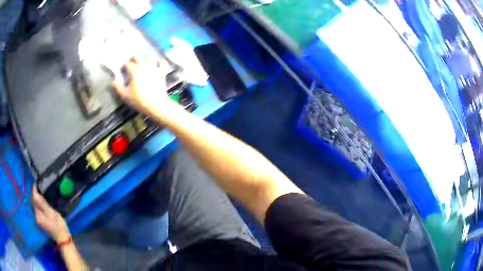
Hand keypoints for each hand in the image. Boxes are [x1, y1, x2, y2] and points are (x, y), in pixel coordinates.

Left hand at [32, 188, 70, 243]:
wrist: (64, 240)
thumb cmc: (58, 225)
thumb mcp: (51, 213)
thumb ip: (42, 202)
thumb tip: (34, 191)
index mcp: (37, 214)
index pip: (34, 198)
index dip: (35, 190)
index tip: (37, 183)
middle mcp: (36, 216)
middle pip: (34, 203)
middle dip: (36, 195)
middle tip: (40, 188)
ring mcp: (39, 220)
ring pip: (37, 207)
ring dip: (38, 201)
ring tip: (42, 195)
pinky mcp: (42, 223)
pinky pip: (39, 211)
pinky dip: (40, 206)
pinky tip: (44, 205)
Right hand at [112, 55, 179, 115]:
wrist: (155, 104)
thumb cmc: (138, 100)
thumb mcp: (124, 95)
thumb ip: (118, 87)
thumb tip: (113, 81)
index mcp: (134, 70)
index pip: (127, 63)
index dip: (124, 66)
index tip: (123, 72)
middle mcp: (144, 65)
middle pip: (138, 55)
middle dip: (133, 58)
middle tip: (132, 64)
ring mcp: (154, 67)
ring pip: (150, 56)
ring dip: (146, 58)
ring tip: (143, 63)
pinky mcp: (162, 71)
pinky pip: (162, 62)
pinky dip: (159, 61)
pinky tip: (156, 65)